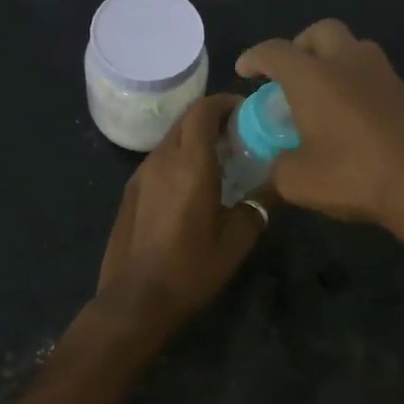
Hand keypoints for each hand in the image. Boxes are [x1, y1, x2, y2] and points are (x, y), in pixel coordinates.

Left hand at [93, 94, 266, 335]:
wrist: (135, 300)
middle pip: (186, 119)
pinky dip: (179, 158)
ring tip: (219, 160)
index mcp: (190, 163)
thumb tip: (273, 187)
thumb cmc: (191, 268)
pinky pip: (158, 160)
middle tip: (238, 135)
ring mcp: (140, 174)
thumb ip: (257, 205)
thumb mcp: (236, 240)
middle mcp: (161, 159)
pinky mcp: (130, 192)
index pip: (204, 110)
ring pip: (170, 139)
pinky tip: (192, 186)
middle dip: (212, 118)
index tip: (246, 111)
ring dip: (194, 139)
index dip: (225, 102)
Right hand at [235, 20, 403, 240]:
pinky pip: (374, 76)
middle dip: (301, 46)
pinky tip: (355, 118)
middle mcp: (348, 63)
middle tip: (291, 75)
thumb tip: (278, 165)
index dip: (255, 57)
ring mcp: (384, 75)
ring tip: (324, 96)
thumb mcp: (299, 181)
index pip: (275, 52)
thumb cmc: (355, 176)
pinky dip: (358, 85)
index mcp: (313, 76)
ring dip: (334, 62)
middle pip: (321, 32)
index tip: (245, 70)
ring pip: (353, 49)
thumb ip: (278, 168)